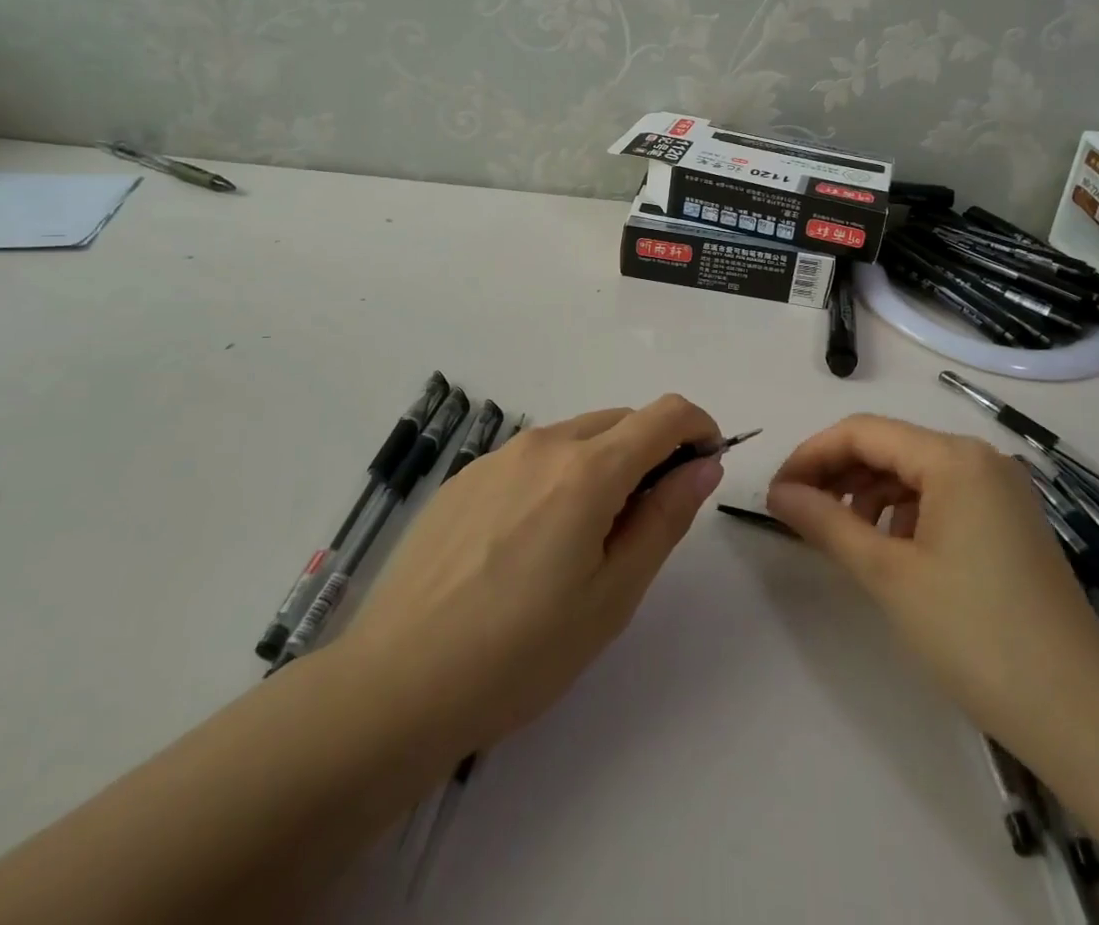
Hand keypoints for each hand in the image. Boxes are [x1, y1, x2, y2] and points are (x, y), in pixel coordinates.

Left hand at [330, 396, 725, 758]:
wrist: (395, 684)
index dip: (699, 430)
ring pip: (576, 437)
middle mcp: (544, 443)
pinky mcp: (464, 477)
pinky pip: (532, 458)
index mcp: (588, 469)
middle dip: (652, 452)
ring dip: (603, 465)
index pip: (666, 414)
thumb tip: (703, 465)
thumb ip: (665, 517)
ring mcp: (497, 456)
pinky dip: (557, 477)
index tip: (703, 469)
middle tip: (644, 523)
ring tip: (583, 542)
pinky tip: (528, 544)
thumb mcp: (613, 595)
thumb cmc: (520, 652)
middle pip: (621, 421)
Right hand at [767, 415, 1098, 746]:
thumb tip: (778, 493)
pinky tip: (890, 548)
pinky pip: (942, 496)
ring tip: (840, 533)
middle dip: (838, 473)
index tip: (776, 492)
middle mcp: (980, 459)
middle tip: (798, 512)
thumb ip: (826, 522)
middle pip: (890, 446)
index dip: (812, 455)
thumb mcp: (888, 574)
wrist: (1081, 717)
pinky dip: (904, 512)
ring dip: (868, 492)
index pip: (863, 432)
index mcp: (954, 457)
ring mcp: (1001, 490)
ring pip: (914, 472)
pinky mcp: (1010, 521)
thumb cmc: (975, 635)